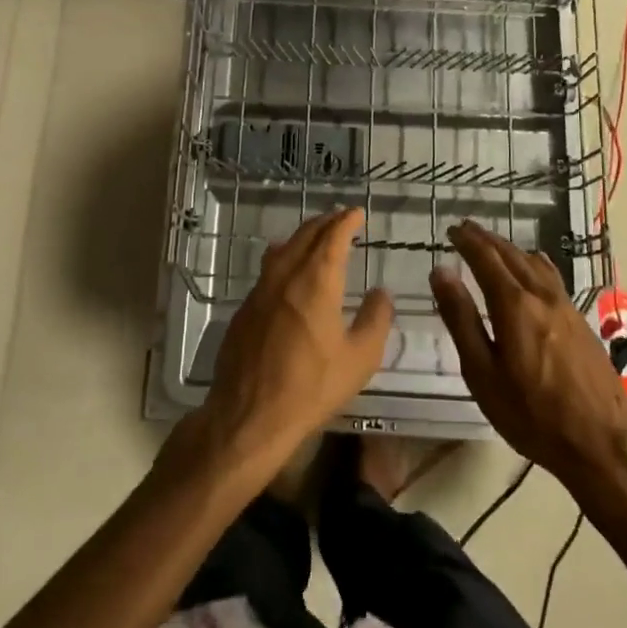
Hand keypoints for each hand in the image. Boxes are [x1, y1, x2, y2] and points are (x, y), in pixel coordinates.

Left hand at [184, 208, 393, 483]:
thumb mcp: (360, 358)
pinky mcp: (245, 308)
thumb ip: (375, 319)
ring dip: (303, 237)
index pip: (332, 236)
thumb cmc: (312, 387)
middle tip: (341, 220)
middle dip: (325, 223)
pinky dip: (284, 258)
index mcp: (317, 280)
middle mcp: (286, 275)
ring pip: (283, 249)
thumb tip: (381, 292)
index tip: (356, 213)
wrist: (250, 414)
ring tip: (316, 238)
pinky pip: (268, 270)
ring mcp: (260, 290)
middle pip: (305, 235)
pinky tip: (288, 271)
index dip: (346, 220)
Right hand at [430, 220, 626, 488]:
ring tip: (494, 244)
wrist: (602, 445)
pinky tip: (534, 268)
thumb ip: (461, 319)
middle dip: (487, 239)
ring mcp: (567, 308)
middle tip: (467, 229)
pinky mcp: (582, 322)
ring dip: (511, 249)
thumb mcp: (483, 373)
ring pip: (535, 264)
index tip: (452, 230)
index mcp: (514, 306)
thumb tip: (441, 272)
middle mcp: (542, 297)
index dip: (468, 241)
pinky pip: (552, 278)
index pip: (486, 259)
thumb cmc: (532, 415)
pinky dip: (533, 263)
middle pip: (512, 256)